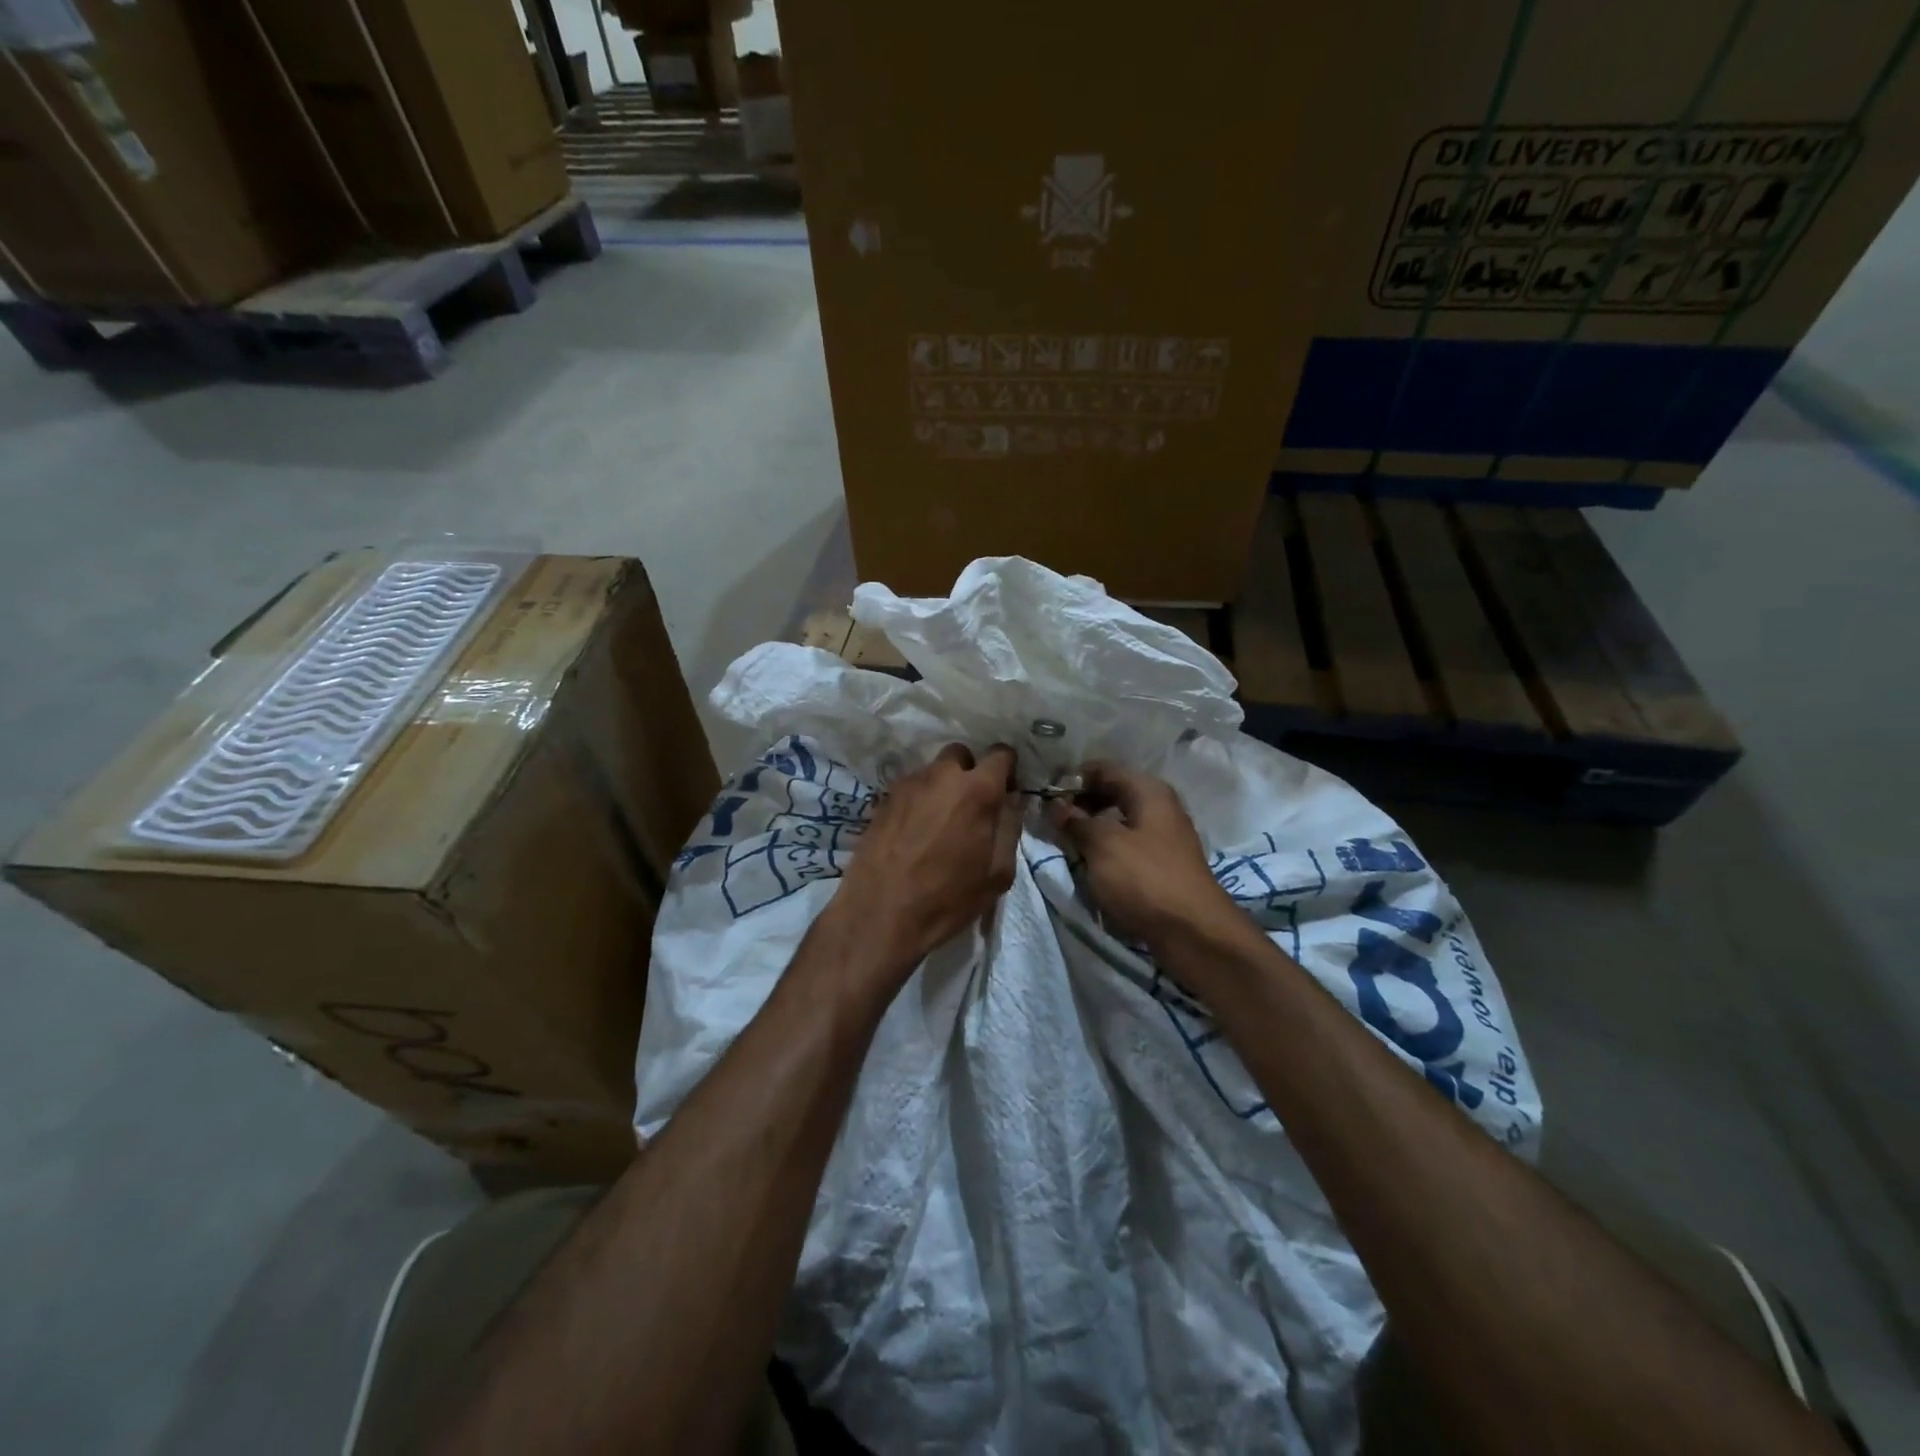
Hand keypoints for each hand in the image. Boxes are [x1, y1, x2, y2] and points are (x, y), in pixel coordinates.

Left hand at [834, 743, 1023, 973]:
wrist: (880, 914)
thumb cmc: (948, 898)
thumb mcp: (998, 873)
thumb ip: (1010, 827)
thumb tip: (1012, 800)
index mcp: (977, 790)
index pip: (1001, 754)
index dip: (1007, 769)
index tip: (1005, 791)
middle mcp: (941, 776)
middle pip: (961, 755)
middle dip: (970, 772)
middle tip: (970, 806)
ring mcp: (907, 785)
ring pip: (932, 771)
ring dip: (942, 787)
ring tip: (939, 823)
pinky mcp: (882, 799)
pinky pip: (910, 789)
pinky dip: (918, 801)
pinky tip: (914, 832)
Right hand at [1048, 763, 1237, 951]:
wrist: (1193, 933)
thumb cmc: (1145, 879)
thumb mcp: (1103, 845)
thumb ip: (1076, 821)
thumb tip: (1055, 805)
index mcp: (1149, 791)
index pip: (1103, 768)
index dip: (1072, 778)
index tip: (1044, 793)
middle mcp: (1159, 807)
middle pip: (1112, 792)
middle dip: (1080, 802)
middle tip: (1050, 818)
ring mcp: (1163, 837)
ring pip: (1118, 820)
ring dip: (1091, 827)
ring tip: (1063, 839)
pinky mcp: (1161, 864)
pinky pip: (1126, 844)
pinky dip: (1105, 847)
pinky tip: (1087, 861)